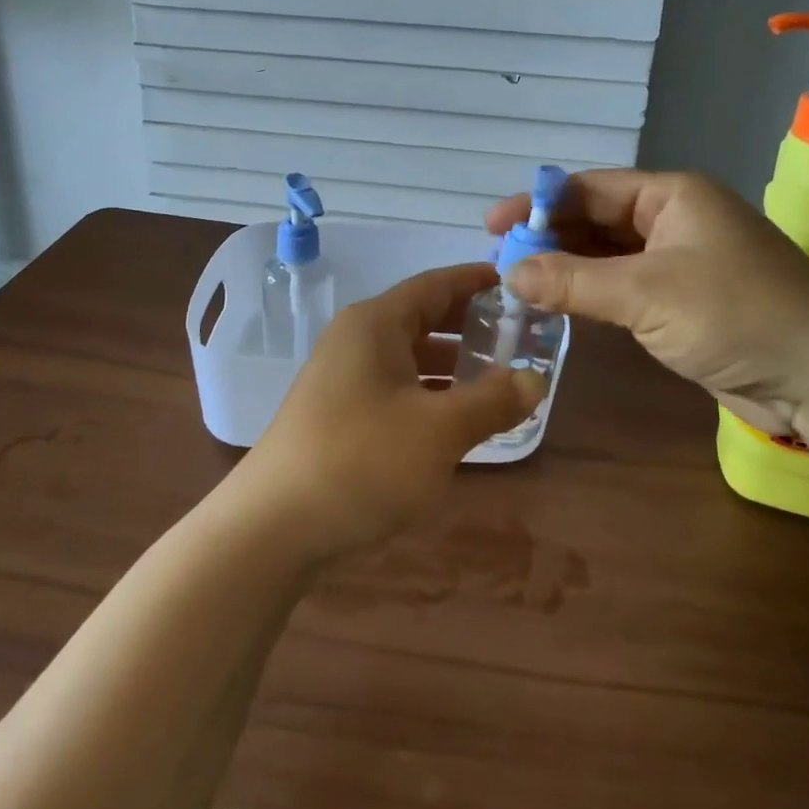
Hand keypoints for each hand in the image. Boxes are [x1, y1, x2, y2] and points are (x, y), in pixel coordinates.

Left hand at [237, 263, 546, 562]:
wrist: (273, 526)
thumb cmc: (362, 461)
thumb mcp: (439, 431)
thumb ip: (492, 401)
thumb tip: (536, 379)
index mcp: (376, 324)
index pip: (434, 285)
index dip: (475, 281)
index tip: (513, 283)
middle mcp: (356, 339)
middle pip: (421, 317)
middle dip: (468, 325)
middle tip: (516, 335)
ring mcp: (341, 376)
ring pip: (407, 356)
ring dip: (450, 363)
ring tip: (495, 378)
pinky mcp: (336, 412)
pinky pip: (393, 386)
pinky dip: (427, 392)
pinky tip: (453, 419)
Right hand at [486, 169, 808, 434]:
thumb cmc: (737, 315)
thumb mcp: (646, 294)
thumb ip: (573, 281)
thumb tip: (509, 272)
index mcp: (672, 195)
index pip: (590, 188)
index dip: (538, 204)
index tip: (494, 227)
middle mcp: (675, 219)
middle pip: (597, 218)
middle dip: (550, 237)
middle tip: (501, 261)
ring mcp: (681, 261)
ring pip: (608, 255)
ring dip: (567, 267)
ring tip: (518, 282)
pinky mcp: (684, 301)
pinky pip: (625, 286)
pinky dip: (591, 293)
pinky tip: (559, 303)